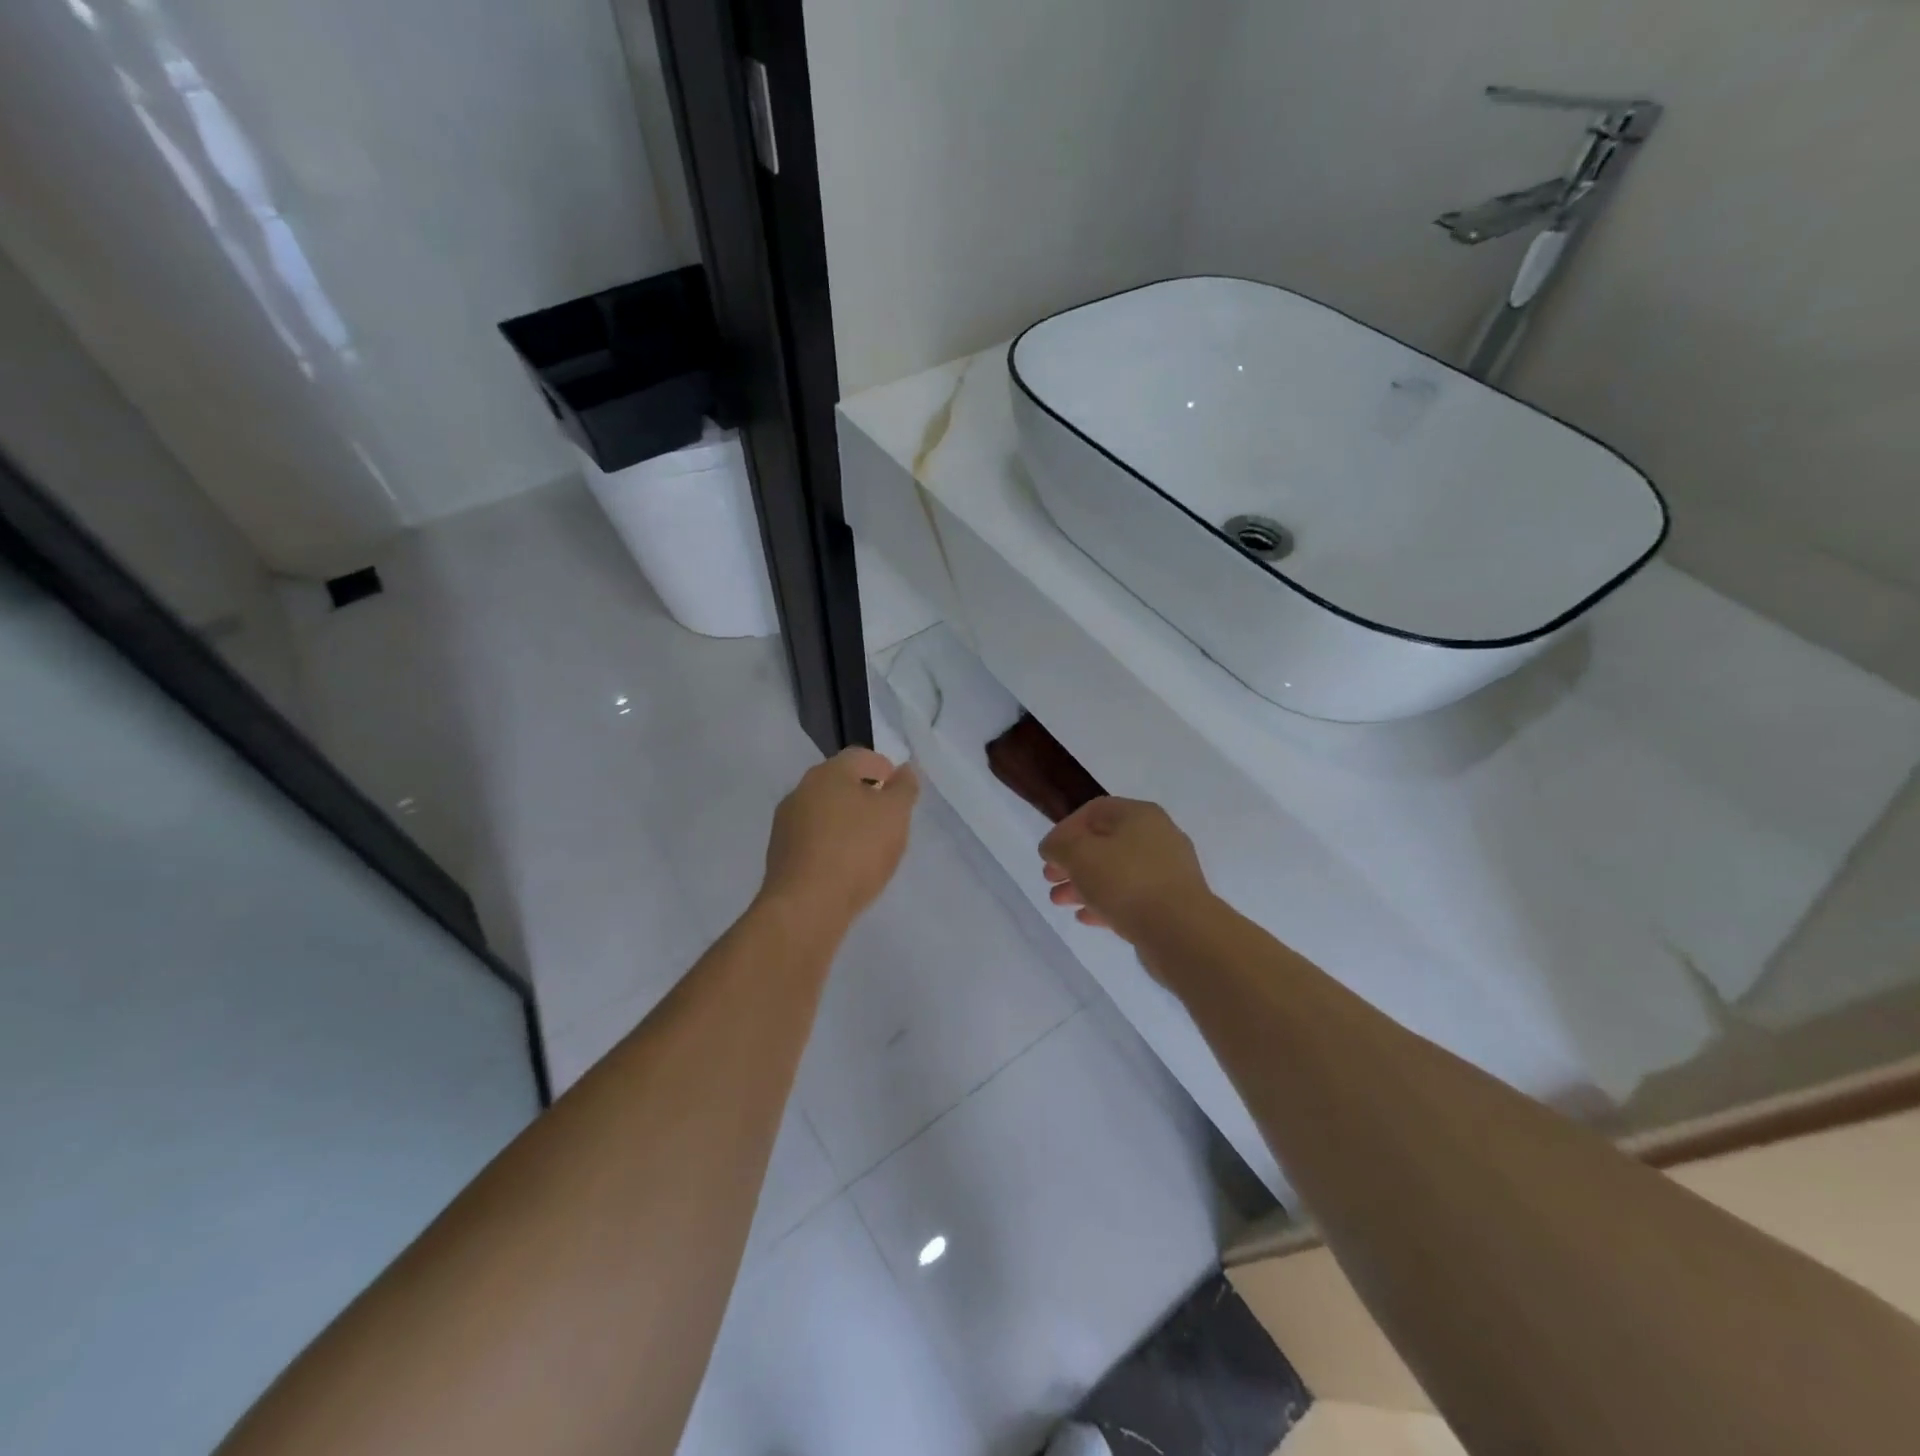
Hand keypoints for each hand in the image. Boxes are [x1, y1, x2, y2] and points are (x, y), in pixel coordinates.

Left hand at [759, 747, 918, 928]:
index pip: (860, 757)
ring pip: (824, 812)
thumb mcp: (895, 815)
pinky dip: (831, 844)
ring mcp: (785, 823)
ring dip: (846, 821)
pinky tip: (845, 866)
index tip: (898, 789)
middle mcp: (801, 790)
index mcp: (829, 773)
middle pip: (839, 783)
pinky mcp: (780, 854)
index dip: (883, 767)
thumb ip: (904, 788)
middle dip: (864, 795)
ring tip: (868, 845)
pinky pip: (812, 839)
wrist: (806, 906)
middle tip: (887, 817)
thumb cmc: (857, 851)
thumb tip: (904, 770)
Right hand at [1040, 797, 1214, 946]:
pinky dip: (1106, 903)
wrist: (1182, 932)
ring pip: (1117, 872)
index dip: (1065, 829)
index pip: (1094, 811)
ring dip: (1085, 884)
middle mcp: (1158, 836)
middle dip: (1073, 861)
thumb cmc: (1127, 882)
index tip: (1048, 853)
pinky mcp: (1172, 903)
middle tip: (1050, 879)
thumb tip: (1054, 847)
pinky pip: (1132, 896)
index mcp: (1139, 815)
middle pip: (1105, 843)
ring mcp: (1168, 871)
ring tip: (1060, 902)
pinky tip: (1086, 918)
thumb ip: (1059, 845)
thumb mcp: (1079, 854)